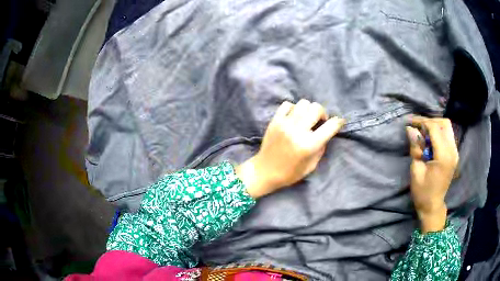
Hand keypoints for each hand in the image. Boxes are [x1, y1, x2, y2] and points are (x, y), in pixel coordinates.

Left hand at [237, 99, 344, 198]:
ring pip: (303, 103)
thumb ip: (321, 147)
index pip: (330, 126)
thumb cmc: (290, 173)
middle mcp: (298, 131)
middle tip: (319, 122)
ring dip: (309, 110)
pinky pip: (287, 104)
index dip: (338, 122)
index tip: (339, 122)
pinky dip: (294, 108)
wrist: (265, 171)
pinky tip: (294, 118)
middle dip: (322, 114)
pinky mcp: (275, 121)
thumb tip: (326, 132)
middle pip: (316, 108)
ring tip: (306, 119)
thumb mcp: (311, 165)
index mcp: (309, 145)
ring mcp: (285, 124)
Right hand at [406, 117, 458, 232]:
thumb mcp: (416, 171)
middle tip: (418, 127)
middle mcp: (452, 151)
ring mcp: (455, 152)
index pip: (435, 128)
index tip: (410, 122)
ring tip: (424, 133)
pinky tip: (431, 140)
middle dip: (430, 121)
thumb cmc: (422, 192)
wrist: (433, 206)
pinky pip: (448, 135)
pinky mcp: (454, 154)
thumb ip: (415, 148)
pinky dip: (439, 133)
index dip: (422, 122)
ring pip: (447, 128)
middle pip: (444, 124)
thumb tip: (410, 129)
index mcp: (443, 156)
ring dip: (435, 126)